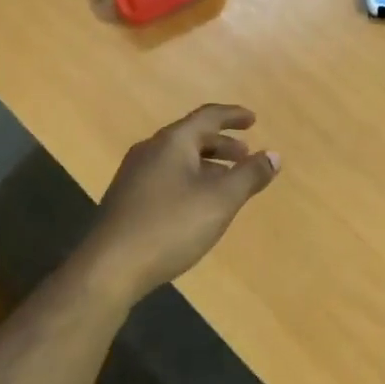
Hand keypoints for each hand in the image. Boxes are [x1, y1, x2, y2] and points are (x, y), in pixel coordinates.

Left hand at [78, 104, 281, 305]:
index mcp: (172, 142)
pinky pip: (165, 177)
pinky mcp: (127, 199)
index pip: (207, 116)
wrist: (110, 267)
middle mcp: (150, 150)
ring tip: (227, 182)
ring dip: (206, 164)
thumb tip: (274, 155)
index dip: (233, 116)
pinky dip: (189, 179)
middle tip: (245, 155)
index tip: (253, 120)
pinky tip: (197, 205)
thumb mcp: (220, 201)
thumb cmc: (170, 226)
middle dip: (221, 144)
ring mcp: (134, 175)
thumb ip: (249, 176)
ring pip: (178, 159)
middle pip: (191, 137)